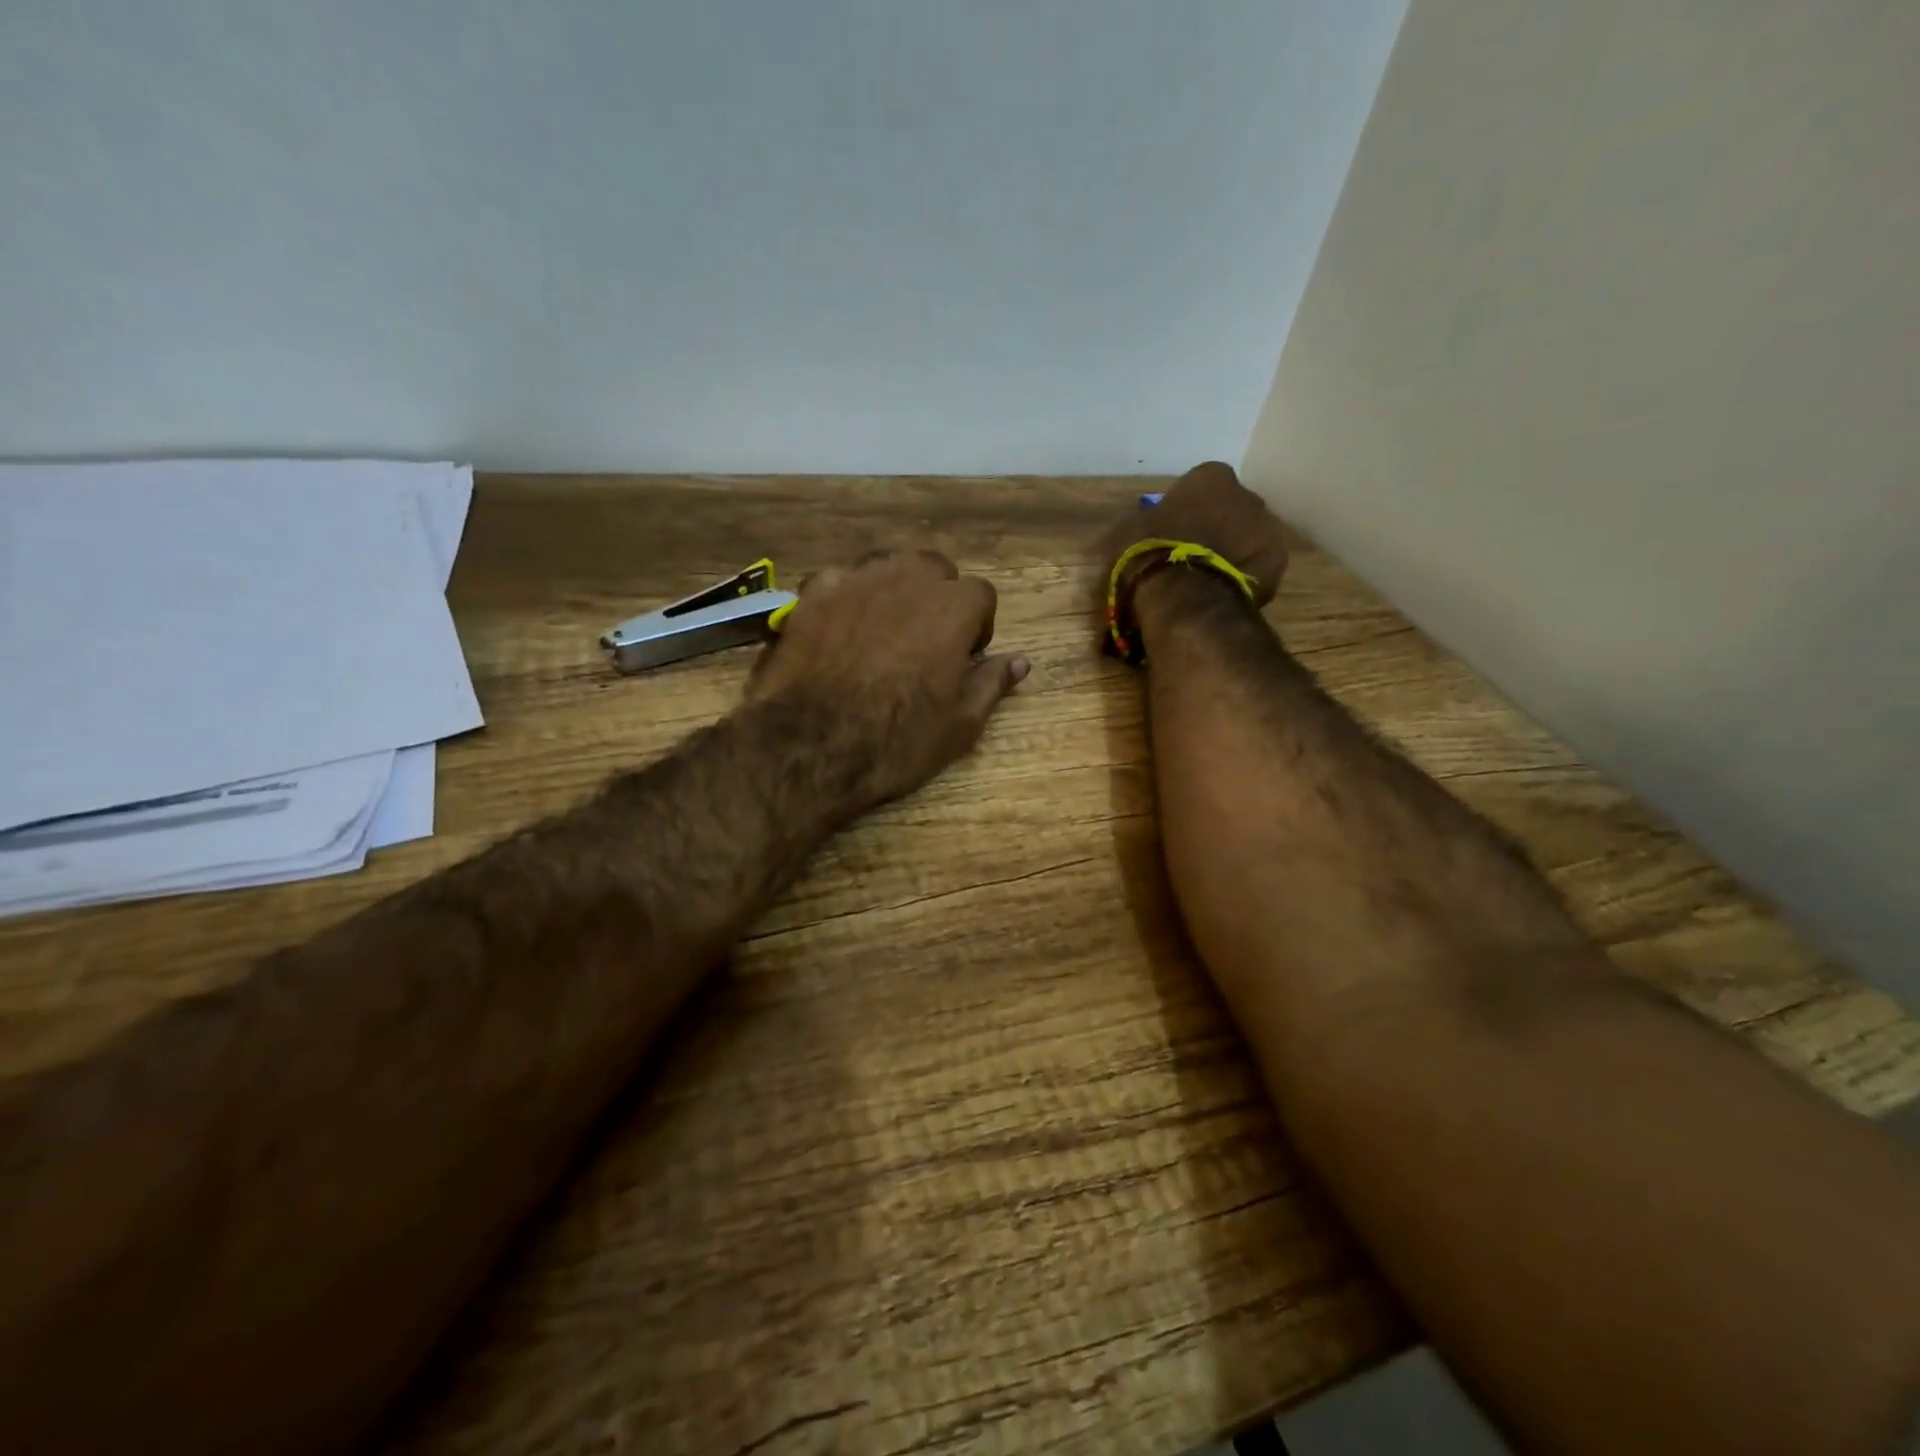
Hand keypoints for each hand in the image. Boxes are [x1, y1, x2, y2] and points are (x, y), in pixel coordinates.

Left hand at [749, 549, 1028, 810]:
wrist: (811, 745)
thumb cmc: (897, 739)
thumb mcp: (960, 725)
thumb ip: (992, 683)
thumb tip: (1020, 661)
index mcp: (953, 608)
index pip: (981, 595)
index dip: (977, 626)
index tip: (965, 656)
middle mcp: (908, 579)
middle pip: (934, 568)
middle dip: (937, 597)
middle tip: (926, 639)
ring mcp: (856, 580)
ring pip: (886, 565)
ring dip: (894, 588)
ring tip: (884, 628)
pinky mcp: (813, 592)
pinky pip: (840, 580)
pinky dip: (846, 597)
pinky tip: (838, 628)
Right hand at [1094, 461, 1289, 611]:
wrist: (1184, 597)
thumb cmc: (1150, 554)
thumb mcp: (1127, 531)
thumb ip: (1145, 522)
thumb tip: (1146, 527)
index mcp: (1210, 477)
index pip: (1200, 485)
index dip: (1186, 508)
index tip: (1173, 530)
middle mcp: (1247, 494)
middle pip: (1230, 509)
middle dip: (1215, 527)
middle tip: (1192, 555)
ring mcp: (1267, 528)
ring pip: (1248, 537)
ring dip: (1232, 552)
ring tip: (1207, 579)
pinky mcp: (1277, 562)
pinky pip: (1257, 566)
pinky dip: (1244, 576)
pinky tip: (1222, 593)